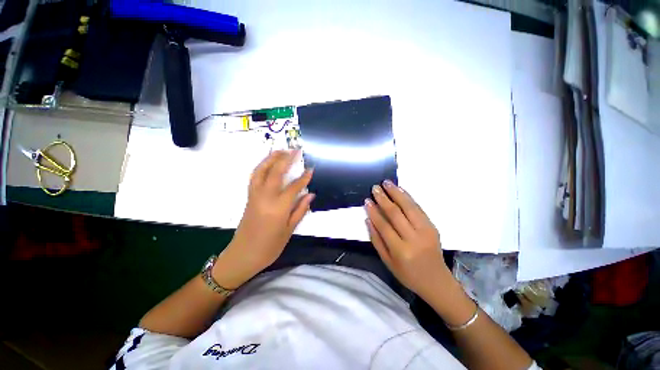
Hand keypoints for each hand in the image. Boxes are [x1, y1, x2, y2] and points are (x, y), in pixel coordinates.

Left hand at [213, 151, 313, 288]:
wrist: (243, 255)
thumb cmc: (269, 246)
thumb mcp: (289, 230)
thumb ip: (300, 210)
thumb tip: (310, 194)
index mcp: (278, 208)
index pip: (293, 187)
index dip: (304, 178)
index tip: (311, 169)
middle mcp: (265, 197)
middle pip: (275, 173)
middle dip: (286, 159)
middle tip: (295, 150)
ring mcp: (254, 196)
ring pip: (261, 171)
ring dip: (271, 159)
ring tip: (280, 151)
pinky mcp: (249, 197)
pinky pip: (254, 177)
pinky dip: (261, 166)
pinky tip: (268, 163)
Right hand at [365, 180, 453, 297]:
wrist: (436, 281)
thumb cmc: (408, 274)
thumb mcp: (387, 261)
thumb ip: (376, 240)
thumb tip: (368, 219)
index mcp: (400, 251)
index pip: (384, 225)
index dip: (374, 211)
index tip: (367, 200)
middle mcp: (414, 239)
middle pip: (396, 213)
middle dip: (384, 199)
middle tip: (375, 188)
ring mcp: (426, 231)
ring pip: (409, 207)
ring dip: (397, 193)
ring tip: (387, 183)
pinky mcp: (433, 227)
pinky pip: (419, 209)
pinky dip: (409, 197)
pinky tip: (401, 190)